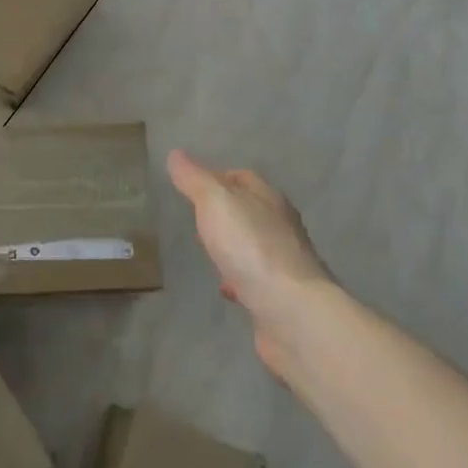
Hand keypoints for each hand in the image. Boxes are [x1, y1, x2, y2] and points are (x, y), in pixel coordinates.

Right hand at [167, 149, 327, 378]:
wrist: (292, 312)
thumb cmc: (251, 247)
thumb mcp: (215, 201)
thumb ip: (194, 179)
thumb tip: (176, 154)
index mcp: (268, 198)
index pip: (242, 177)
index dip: (216, 176)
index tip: (190, 185)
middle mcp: (281, 226)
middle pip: (249, 210)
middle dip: (223, 213)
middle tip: (194, 218)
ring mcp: (284, 262)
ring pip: (252, 245)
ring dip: (231, 245)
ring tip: (205, 251)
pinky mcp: (281, 296)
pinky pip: (255, 279)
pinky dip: (239, 278)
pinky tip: (224, 288)